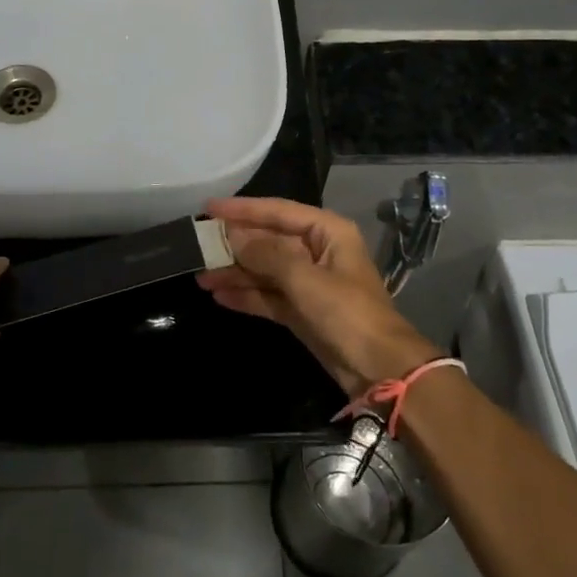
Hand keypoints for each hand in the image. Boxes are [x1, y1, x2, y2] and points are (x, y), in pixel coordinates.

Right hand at [197, 197, 434, 395]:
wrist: (378, 368)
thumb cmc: (346, 312)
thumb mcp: (304, 278)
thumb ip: (266, 253)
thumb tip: (232, 236)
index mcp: (327, 232)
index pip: (278, 211)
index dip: (242, 209)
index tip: (208, 209)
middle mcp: (317, 251)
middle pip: (269, 241)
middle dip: (235, 245)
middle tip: (198, 246)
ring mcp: (309, 283)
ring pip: (265, 270)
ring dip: (236, 273)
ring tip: (201, 276)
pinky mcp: (302, 310)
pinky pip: (268, 295)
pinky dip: (247, 295)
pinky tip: (219, 296)